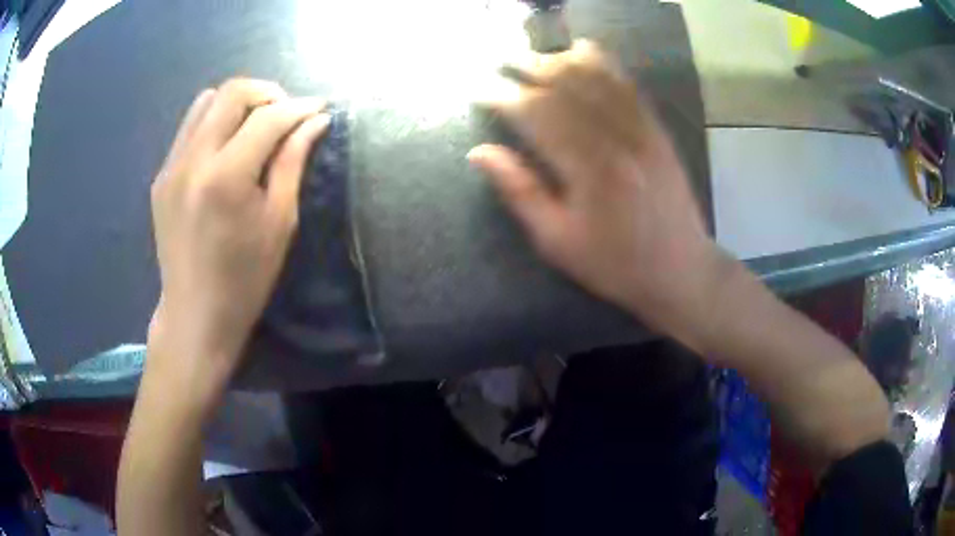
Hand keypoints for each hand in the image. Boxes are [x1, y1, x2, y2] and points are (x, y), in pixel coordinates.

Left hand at [148, 79, 329, 398]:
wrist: (194, 314)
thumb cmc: (245, 279)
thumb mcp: (279, 223)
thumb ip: (292, 162)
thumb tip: (314, 121)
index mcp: (225, 178)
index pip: (267, 118)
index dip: (299, 107)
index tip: (320, 108)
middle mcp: (192, 161)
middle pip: (232, 92)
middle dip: (267, 93)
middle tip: (286, 113)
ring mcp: (171, 166)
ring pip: (206, 101)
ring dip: (237, 103)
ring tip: (255, 125)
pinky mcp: (161, 176)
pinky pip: (189, 127)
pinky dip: (214, 122)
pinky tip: (226, 147)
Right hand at [469, 41, 730, 351]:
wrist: (681, 271)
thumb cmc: (615, 265)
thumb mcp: (558, 241)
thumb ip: (520, 192)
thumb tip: (480, 153)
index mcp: (588, 171)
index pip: (538, 117)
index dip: (506, 98)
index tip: (482, 90)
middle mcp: (617, 140)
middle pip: (567, 89)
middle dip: (530, 68)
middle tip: (502, 60)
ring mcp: (642, 132)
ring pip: (598, 80)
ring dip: (563, 61)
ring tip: (535, 54)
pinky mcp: (658, 132)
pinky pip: (628, 87)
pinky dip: (604, 64)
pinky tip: (586, 49)